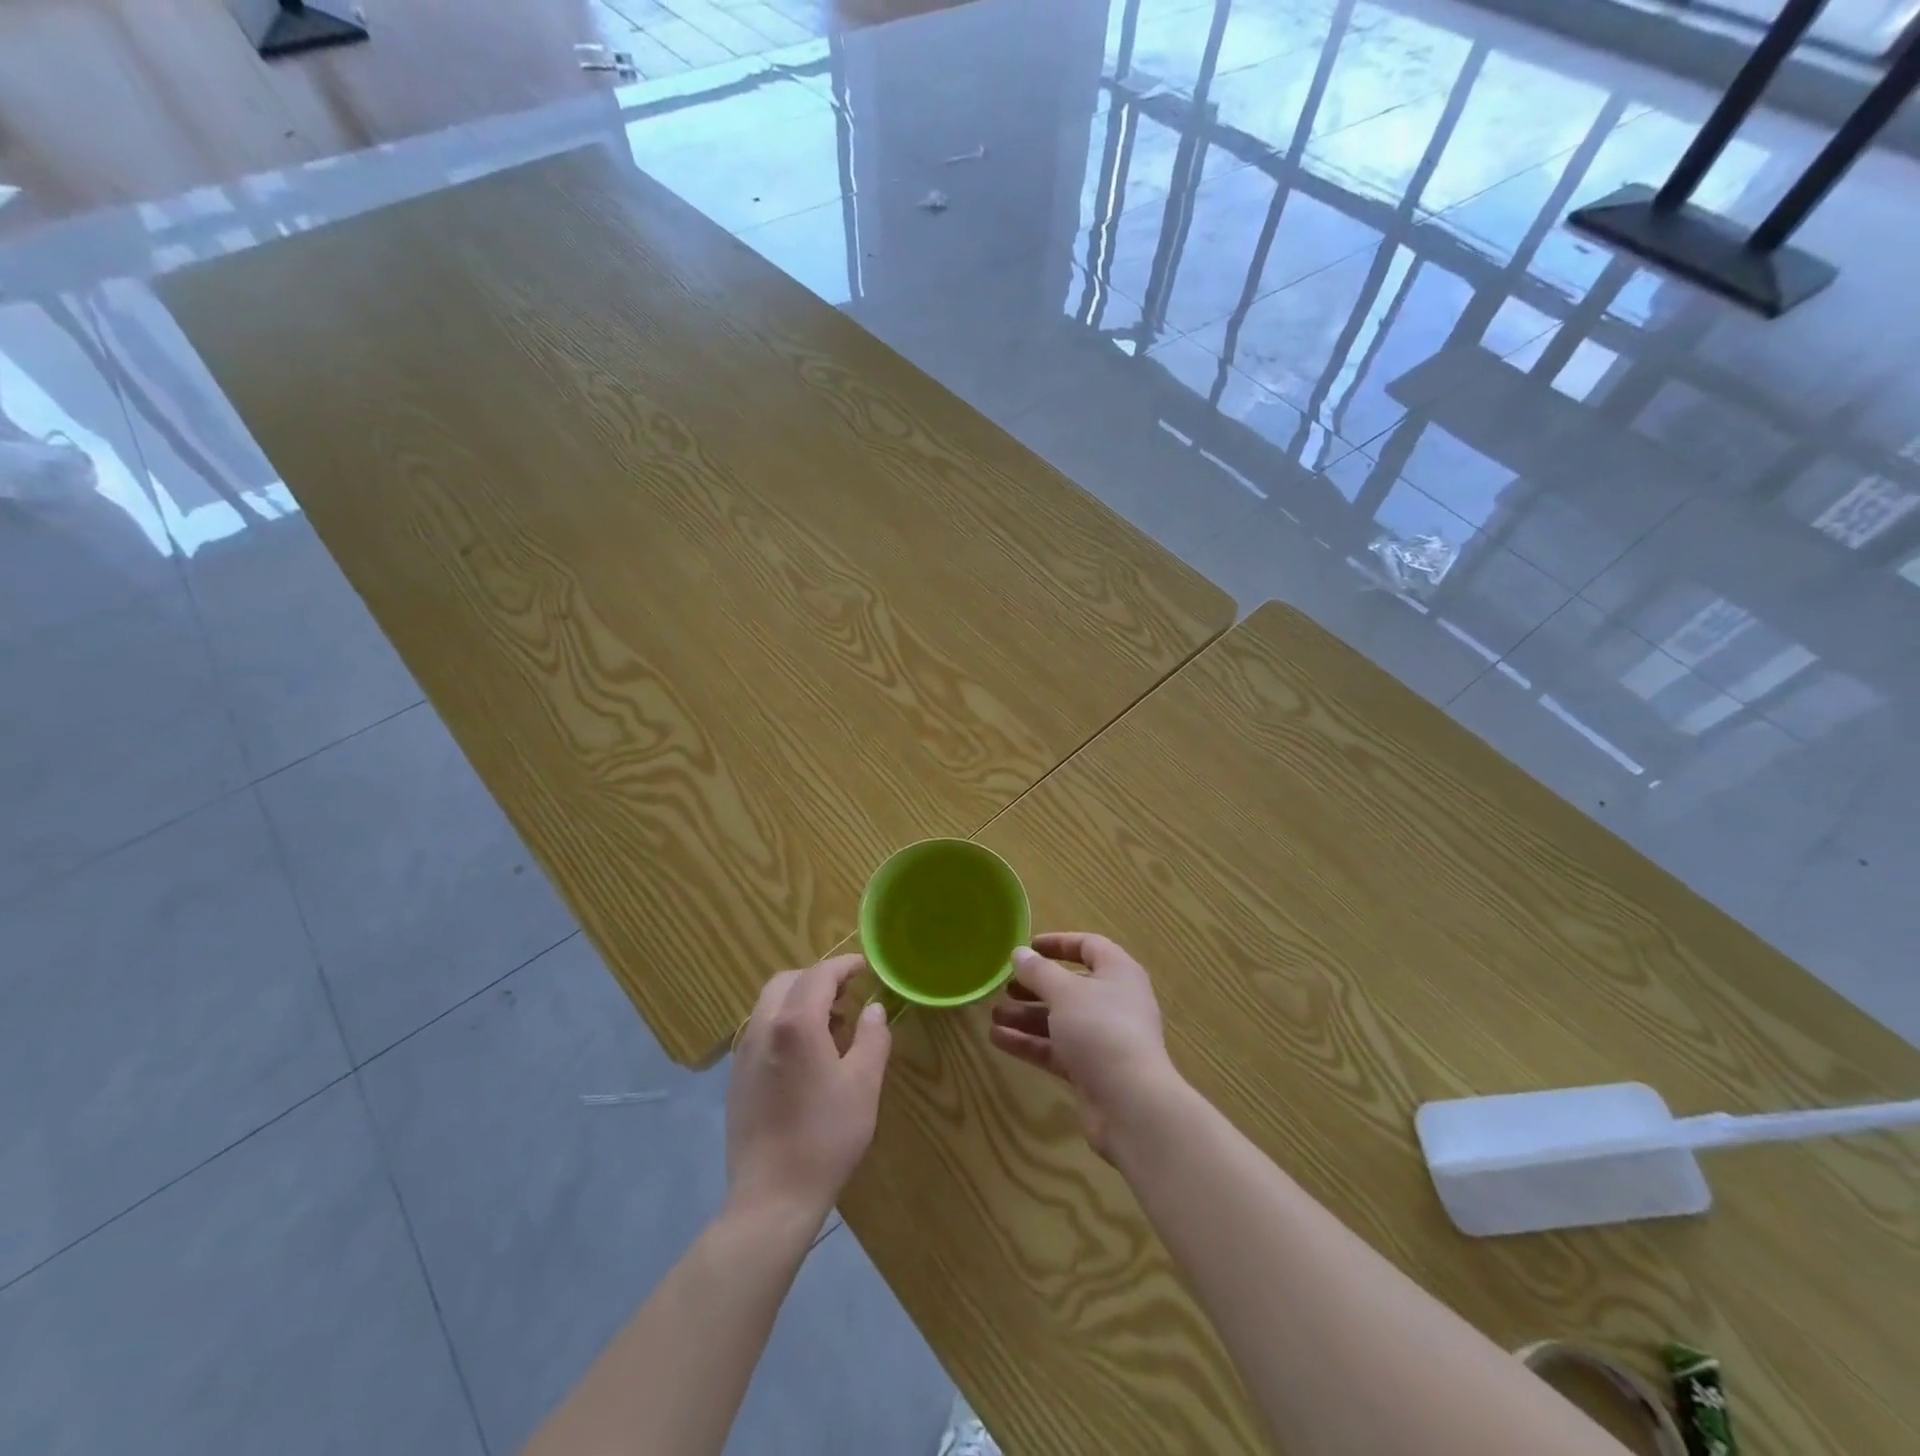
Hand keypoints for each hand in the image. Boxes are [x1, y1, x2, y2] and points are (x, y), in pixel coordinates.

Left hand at [727, 954, 891, 1223]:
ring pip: (770, 1004)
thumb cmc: (825, 1137)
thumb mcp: (864, 1085)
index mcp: (795, 1023)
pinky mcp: (736, 1077)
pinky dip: (784, 1023)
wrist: (772, 1197)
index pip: (820, 975)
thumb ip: (872, 1037)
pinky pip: (761, 1030)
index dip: (844, 966)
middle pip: (788, 981)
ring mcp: (744, 1053)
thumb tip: (873, 1009)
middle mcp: (763, 1028)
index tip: (865, 967)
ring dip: (800, 1000)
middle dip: (818, 979)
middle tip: (848, 995)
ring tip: (831, 1026)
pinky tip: (806, 1057)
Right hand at [989, 933, 1180, 1154]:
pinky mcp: (1092, 1070)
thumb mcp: (1064, 992)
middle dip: (1036, 985)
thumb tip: (1019, 953)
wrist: (1130, 1103)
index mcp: (1118, 973)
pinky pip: (1057, 1049)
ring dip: (1027, 1016)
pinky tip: (998, 1039)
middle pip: (1071, 985)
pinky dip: (1030, 1042)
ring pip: (1060, 1019)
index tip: (1028, 947)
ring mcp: (1103, 1038)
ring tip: (994, 1014)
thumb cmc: (1100, 1029)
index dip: (1058, 943)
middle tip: (1006, 986)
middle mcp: (1114, 1001)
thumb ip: (1038, 971)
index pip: (1089, 946)